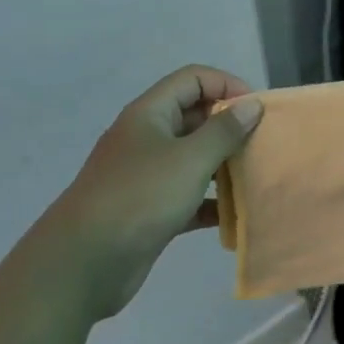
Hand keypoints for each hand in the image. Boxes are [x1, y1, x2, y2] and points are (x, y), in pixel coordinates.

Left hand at [46, 66, 262, 320]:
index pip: (193, 79)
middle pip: (194, 117)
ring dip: (223, 164)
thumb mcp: (189, 159)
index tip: (255, 109)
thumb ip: (224, 131)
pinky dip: (210, 201)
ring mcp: (146, 176)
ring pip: (192, 158)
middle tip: (261, 144)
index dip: (226, 85)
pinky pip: (187, 195)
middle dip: (229, 126)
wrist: (81, 264)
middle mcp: (147, 138)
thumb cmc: (139, 198)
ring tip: (255, 175)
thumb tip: (251, 105)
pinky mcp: (148, 210)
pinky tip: (234, 214)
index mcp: (150, 114)